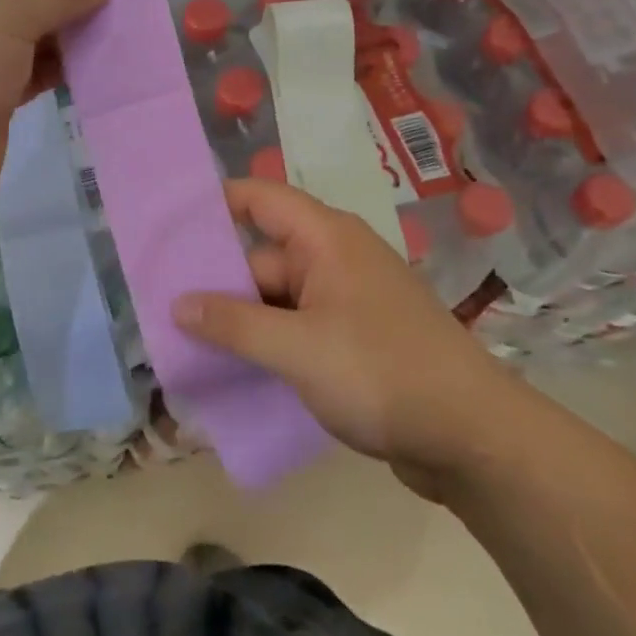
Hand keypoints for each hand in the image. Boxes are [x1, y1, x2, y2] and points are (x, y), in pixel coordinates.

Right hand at [172, 179, 500, 487]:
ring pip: (277, 298)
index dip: (214, 204)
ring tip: (186, 344)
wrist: (473, 438)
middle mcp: (334, 258)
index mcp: (326, 238)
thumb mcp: (297, 348)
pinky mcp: (353, 338)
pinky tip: (233, 370)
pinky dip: (268, 343)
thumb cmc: (380, 372)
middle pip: (262, 255)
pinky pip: (297, 328)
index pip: (259, 198)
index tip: (167, 224)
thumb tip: (178, 303)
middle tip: (161, 306)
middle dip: (217, 282)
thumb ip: (234, 324)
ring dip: (241, 321)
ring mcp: (345, 300)